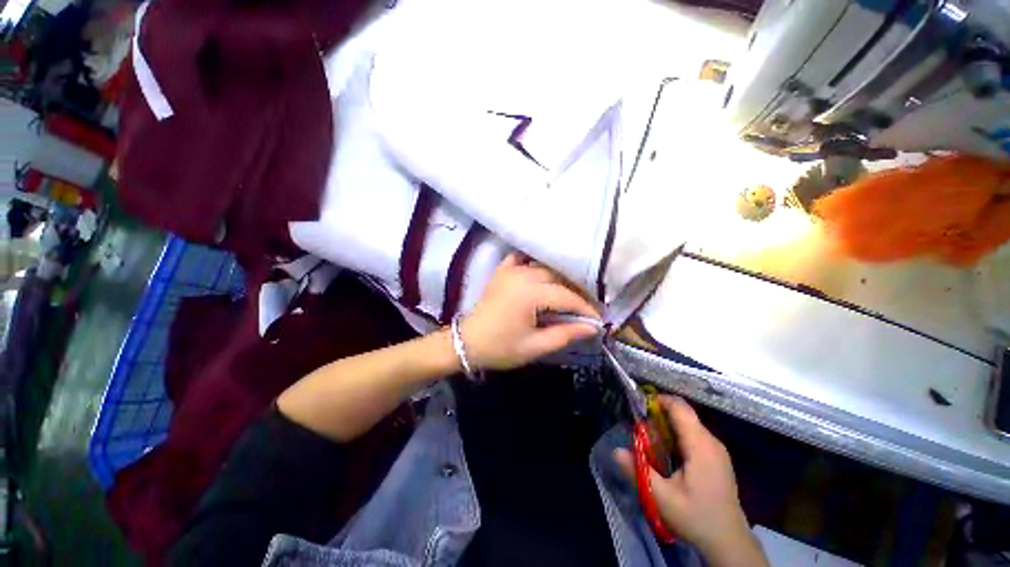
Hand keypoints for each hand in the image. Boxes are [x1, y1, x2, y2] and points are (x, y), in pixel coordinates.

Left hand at [461, 252, 600, 369]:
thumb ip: (565, 334)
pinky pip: (522, 259)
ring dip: (559, 277)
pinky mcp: (503, 270)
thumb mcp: (534, 347)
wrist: (467, 342)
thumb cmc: (500, 348)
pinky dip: (534, 263)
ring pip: (544, 266)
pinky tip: (542, 272)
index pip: (566, 296)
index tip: (598, 318)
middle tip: (586, 307)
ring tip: (570, 293)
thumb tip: (593, 327)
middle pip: (558, 277)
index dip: (585, 307)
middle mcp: (522, 275)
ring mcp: (511, 269)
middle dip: (576, 291)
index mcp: (530, 293)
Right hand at [614, 397, 766, 566]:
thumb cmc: (696, 517)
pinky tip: (666, 450)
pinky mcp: (716, 458)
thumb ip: (638, 471)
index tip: (639, 405)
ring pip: (688, 424)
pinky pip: (694, 434)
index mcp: (700, 445)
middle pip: (683, 413)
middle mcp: (711, 441)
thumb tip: (615, 451)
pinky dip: (676, 434)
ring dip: (667, 424)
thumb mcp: (662, 497)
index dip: (658, 400)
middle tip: (639, 424)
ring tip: (649, 437)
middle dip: (659, 413)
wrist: (729, 542)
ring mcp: (716, 449)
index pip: (680, 408)